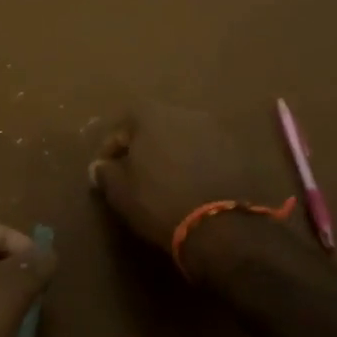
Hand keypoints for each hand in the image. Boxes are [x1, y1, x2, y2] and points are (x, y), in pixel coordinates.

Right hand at [88, 101, 282, 254]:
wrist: (220, 224)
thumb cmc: (159, 202)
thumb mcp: (121, 192)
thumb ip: (106, 173)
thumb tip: (100, 166)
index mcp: (150, 114)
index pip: (121, 125)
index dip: (111, 149)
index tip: (106, 170)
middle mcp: (183, 111)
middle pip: (154, 125)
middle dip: (143, 146)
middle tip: (136, 172)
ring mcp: (213, 128)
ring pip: (183, 137)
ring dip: (172, 153)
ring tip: (165, 179)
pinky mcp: (236, 149)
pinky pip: (206, 151)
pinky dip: (195, 162)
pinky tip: (192, 183)